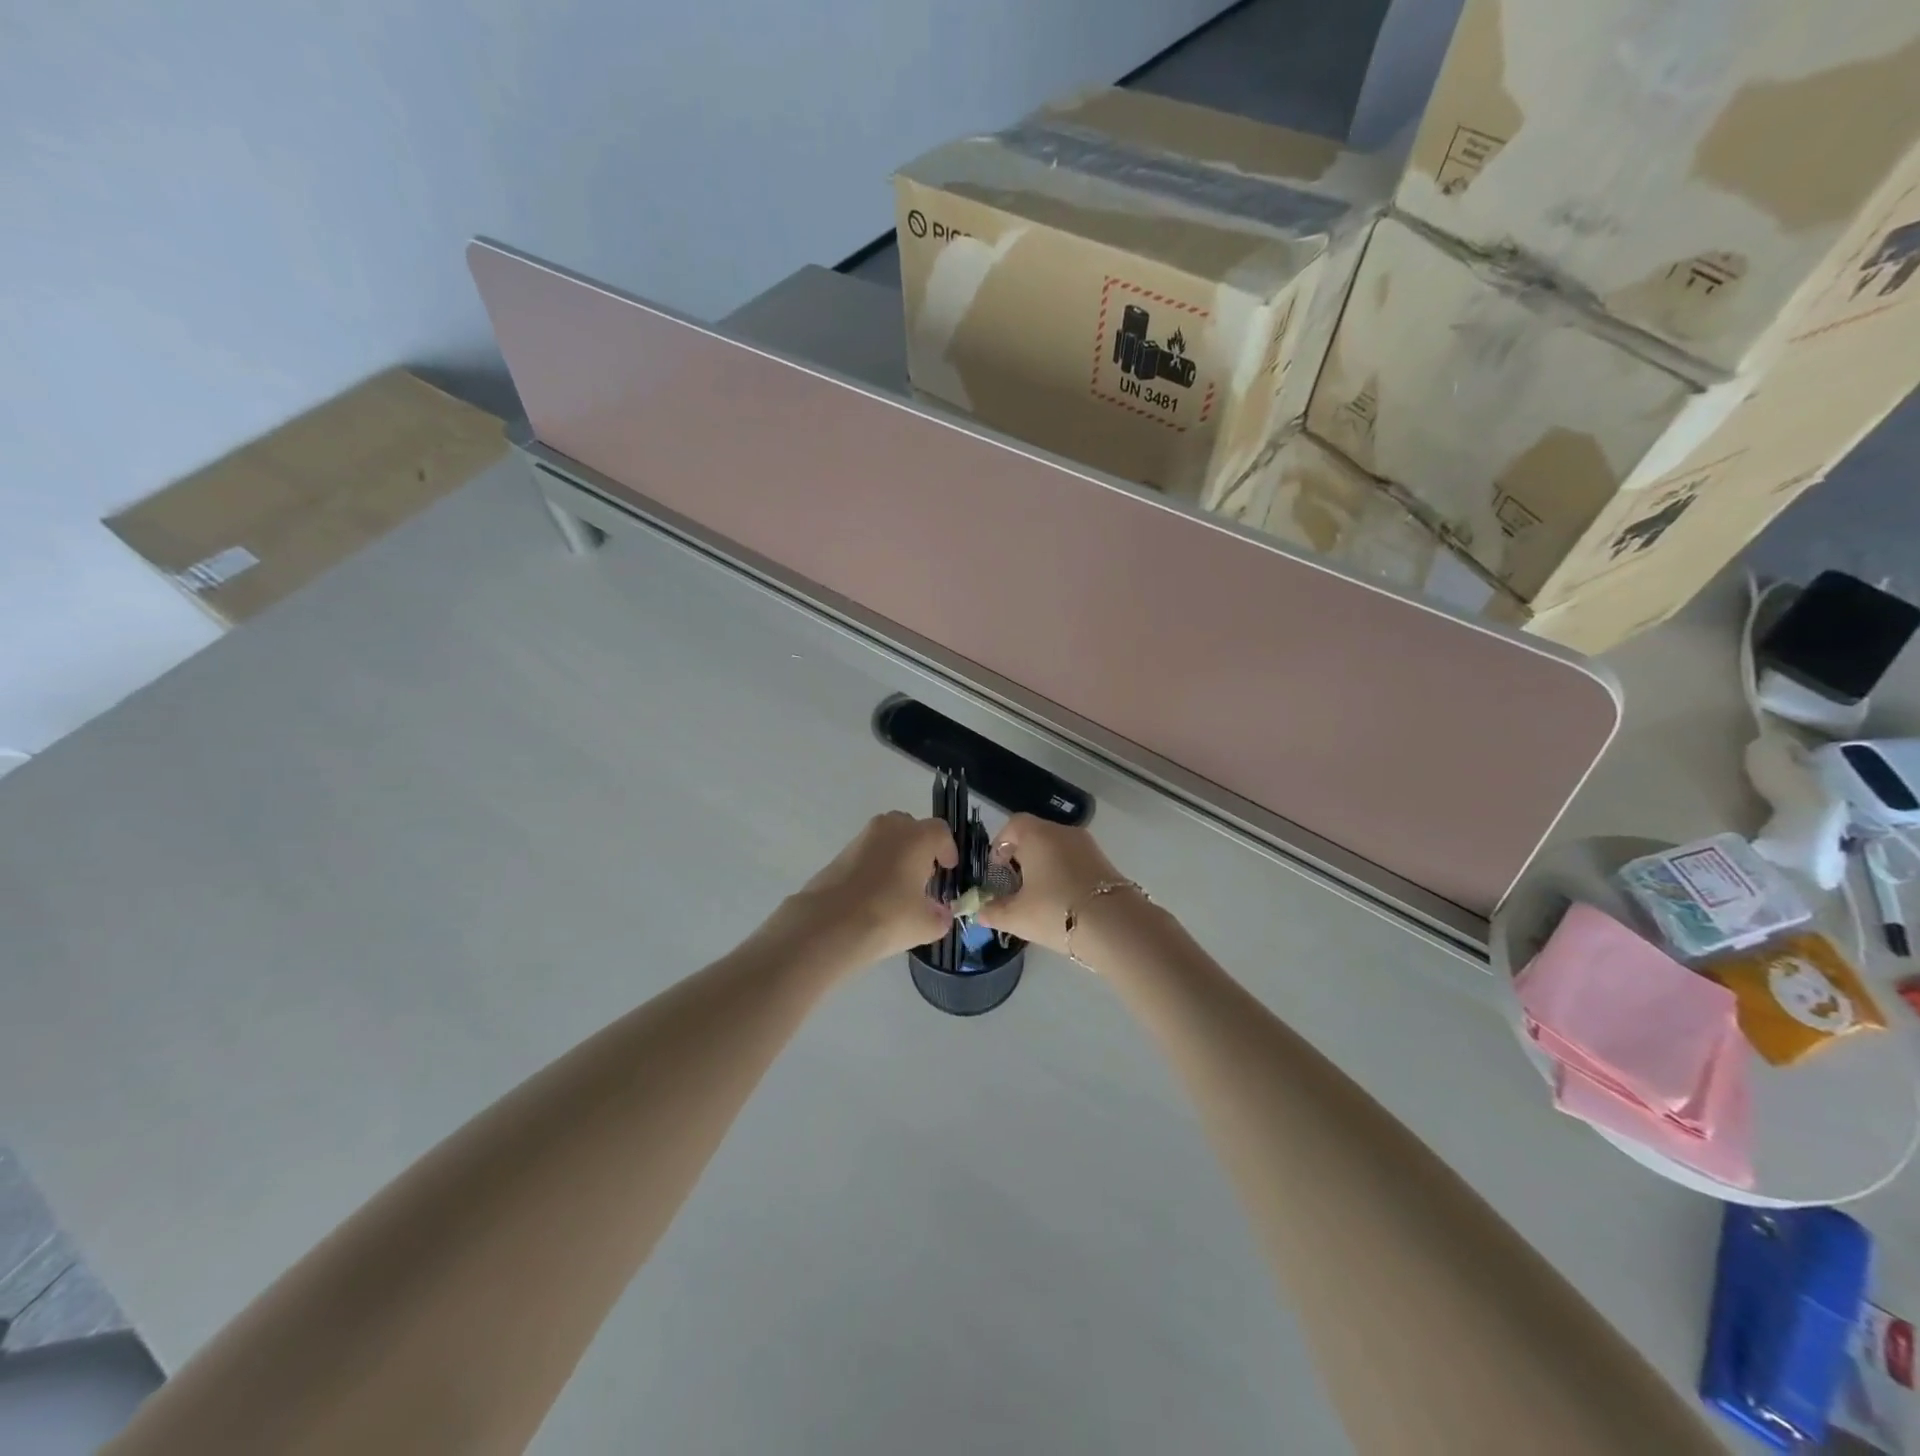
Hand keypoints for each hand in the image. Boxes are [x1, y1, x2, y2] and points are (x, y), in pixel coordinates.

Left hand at [775, 812, 957, 966]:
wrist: (830, 924)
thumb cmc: (888, 916)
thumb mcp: (926, 925)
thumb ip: (940, 917)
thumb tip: (941, 914)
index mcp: (917, 837)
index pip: (940, 832)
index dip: (948, 849)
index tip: (948, 869)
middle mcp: (890, 828)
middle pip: (911, 828)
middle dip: (920, 847)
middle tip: (923, 875)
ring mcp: (862, 838)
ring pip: (887, 838)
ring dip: (896, 855)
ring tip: (899, 886)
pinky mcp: (840, 853)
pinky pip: (868, 852)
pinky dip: (875, 865)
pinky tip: (875, 893)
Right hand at [976, 814, 1132, 957]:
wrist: (1115, 926)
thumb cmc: (1056, 911)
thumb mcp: (1017, 916)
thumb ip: (993, 911)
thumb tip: (979, 911)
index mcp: (1037, 835)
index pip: (1012, 825)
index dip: (1000, 846)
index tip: (997, 872)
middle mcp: (1062, 832)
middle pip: (1035, 835)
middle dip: (1021, 858)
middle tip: (1014, 888)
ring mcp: (1087, 845)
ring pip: (1057, 848)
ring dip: (1044, 867)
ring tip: (1038, 898)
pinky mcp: (1105, 861)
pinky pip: (1075, 860)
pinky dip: (1064, 874)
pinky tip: (1062, 902)